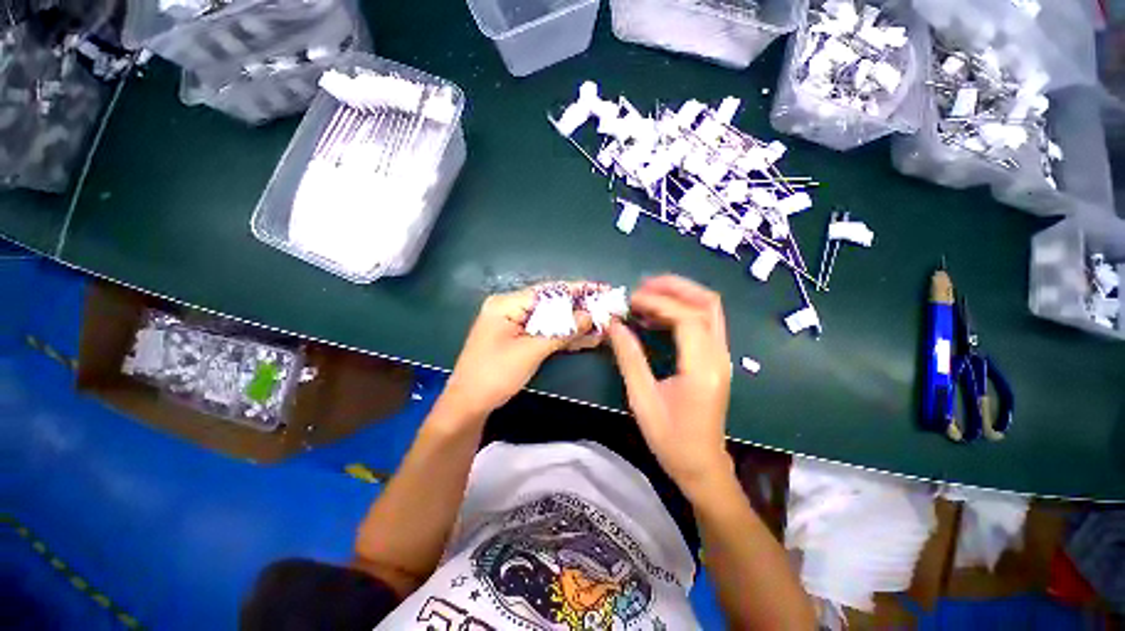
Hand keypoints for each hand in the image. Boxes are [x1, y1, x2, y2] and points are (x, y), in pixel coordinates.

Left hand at [439, 284, 600, 422]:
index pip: (548, 291)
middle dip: (579, 308)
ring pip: (551, 319)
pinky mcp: (519, 339)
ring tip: (602, 324)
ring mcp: (514, 324)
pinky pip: (545, 332)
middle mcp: (510, 309)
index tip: (601, 289)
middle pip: (551, 304)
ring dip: (574, 324)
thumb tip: (590, 316)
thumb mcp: (531, 351)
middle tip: (606, 307)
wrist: (469, 404)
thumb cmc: (495, 375)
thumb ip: (562, 331)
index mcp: (506, 304)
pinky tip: (586, 338)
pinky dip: (563, 336)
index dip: (577, 290)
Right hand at [607, 276, 733, 495]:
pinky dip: (682, 311)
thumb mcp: (642, 399)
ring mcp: (721, 357)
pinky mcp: (716, 360)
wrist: (702, 466)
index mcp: (702, 369)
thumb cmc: (671, 438)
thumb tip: (614, 324)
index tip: (630, 300)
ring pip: (709, 310)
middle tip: (642, 286)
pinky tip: (657, 317)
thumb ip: (629, 357)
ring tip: (646, 296)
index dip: (658, 302)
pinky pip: (704, 323)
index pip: (687, 318)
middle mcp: (719, 357)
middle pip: (707, 303)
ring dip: (679, 296)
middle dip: (675, 287)